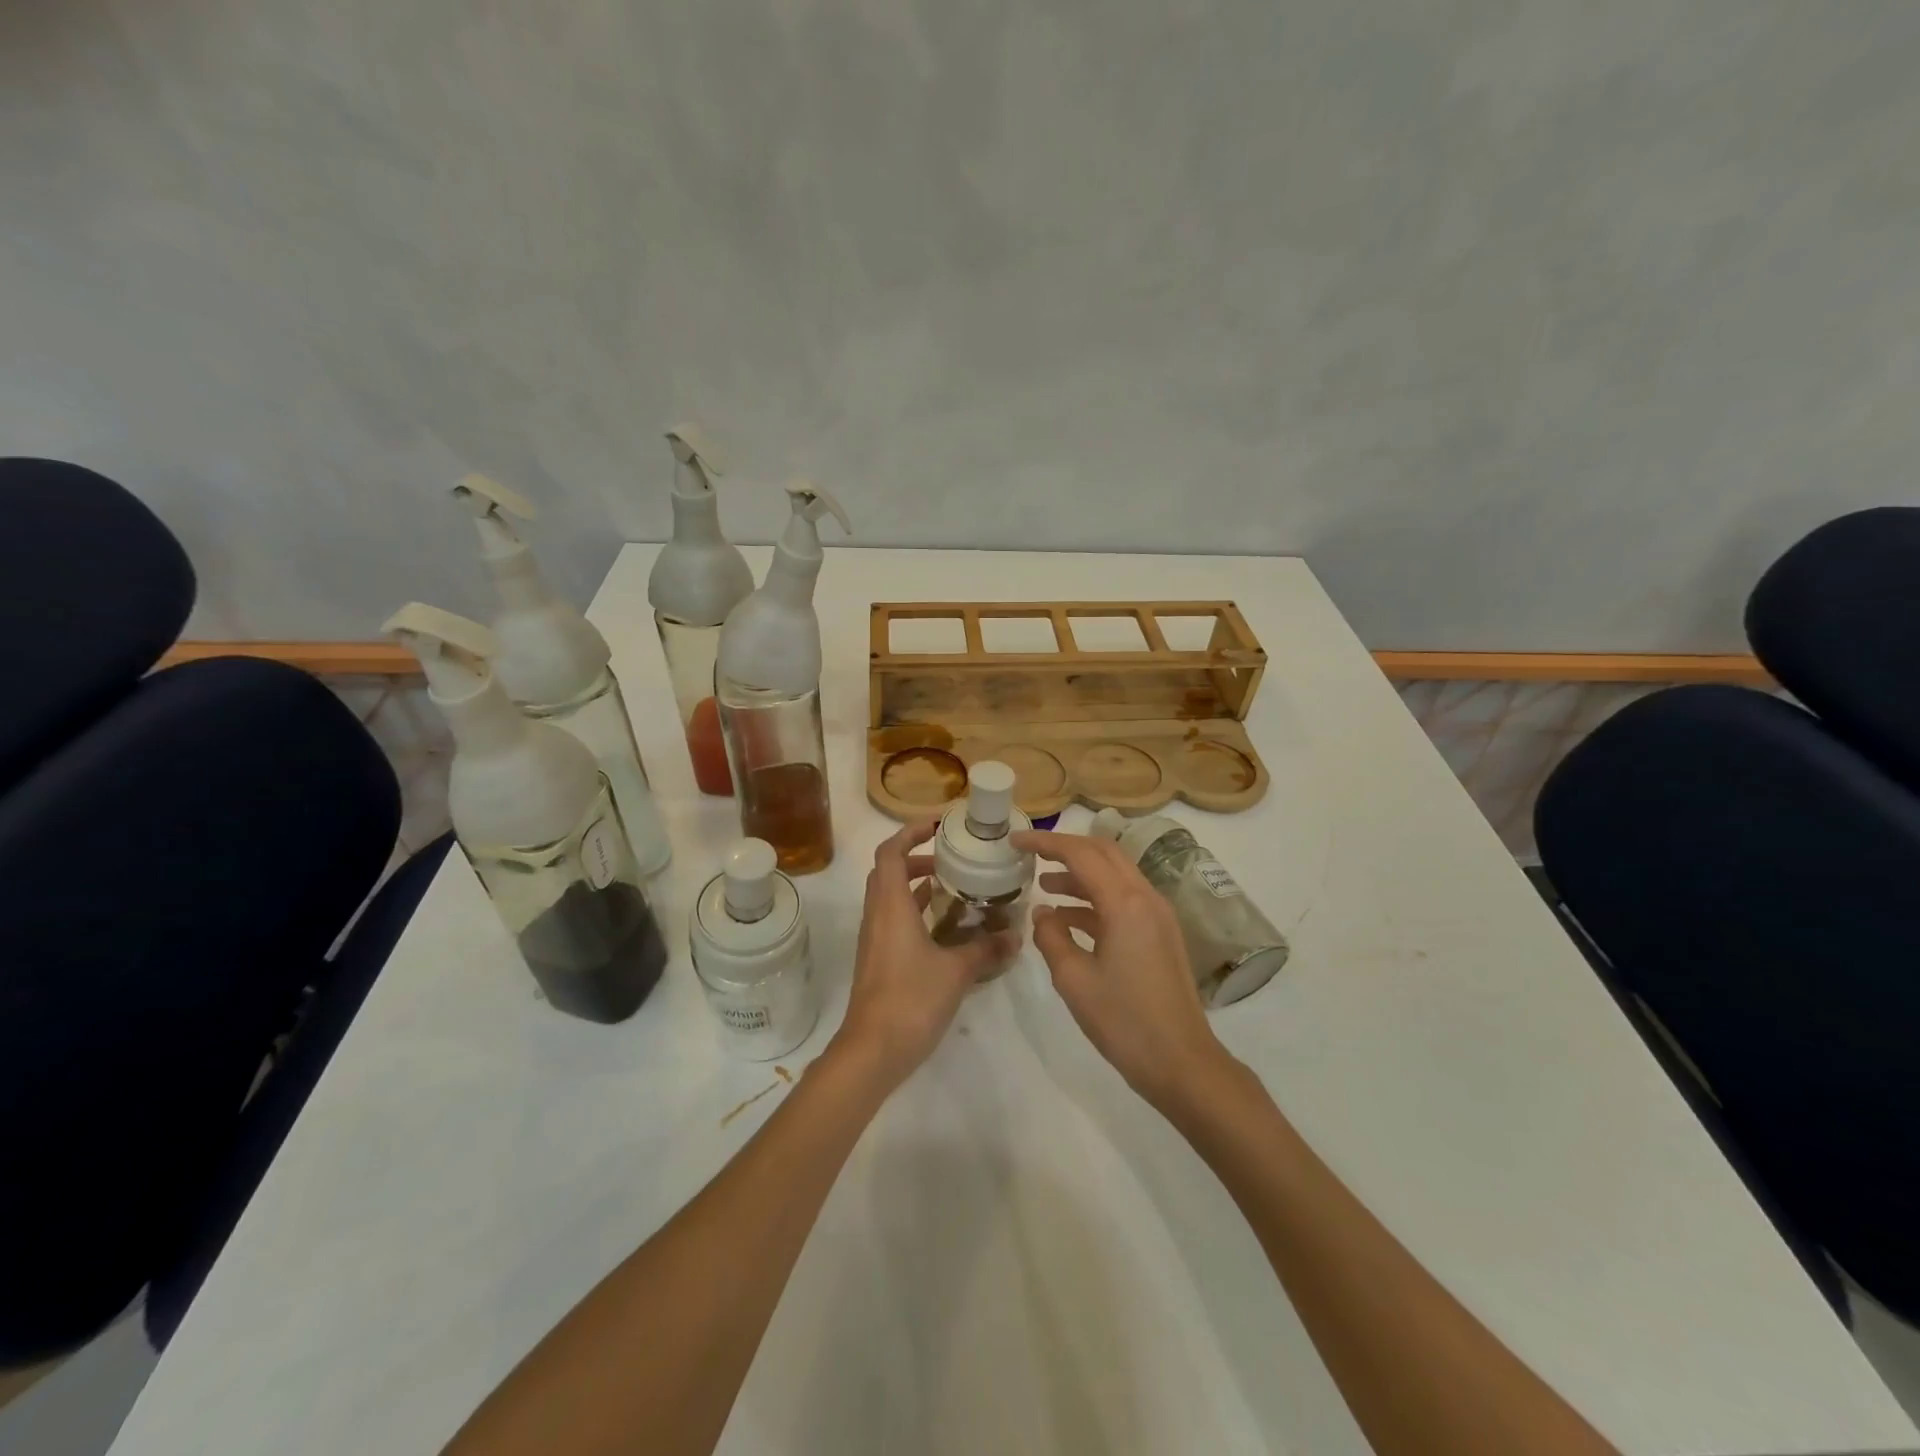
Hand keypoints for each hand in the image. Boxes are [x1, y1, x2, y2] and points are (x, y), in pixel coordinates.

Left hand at [830, 821, 1014, 1091]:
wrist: (872, 1051)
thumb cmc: (911, 999)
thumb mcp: (957, 971)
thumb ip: (986, 949)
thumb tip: (1016, 936)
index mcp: (890, 906)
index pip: (890, 852)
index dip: (909, 832)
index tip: (937, 826)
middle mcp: (878, 916)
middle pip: (888, 871)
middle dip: (917, 857)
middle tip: (952, 858)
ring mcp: (876, 939)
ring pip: (890, 897)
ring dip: (917, 885)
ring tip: (955, 886)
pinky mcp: (879, 960)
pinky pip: (895, 921)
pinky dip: (917, 912)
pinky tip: (946, 927)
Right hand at [1014, 829, 1231, 1112]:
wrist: (1182, 1062)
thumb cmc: (1124, 1022)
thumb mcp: (1073, 980)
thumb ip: (1051, 937)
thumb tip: (1042, 913)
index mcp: (1125, 903)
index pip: (1080, 853)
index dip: (1045, 842)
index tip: (1015, 840)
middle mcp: (1145, 897)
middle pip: (1103, 852)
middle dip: (1065, 849)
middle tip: (1031, 854)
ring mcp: (1157, 915)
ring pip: (1115, 875)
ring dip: (1079, 874)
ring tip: (1043, 886)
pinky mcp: (1161, 933)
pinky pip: (1124, 899)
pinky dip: (1094, 899)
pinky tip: (1067, 919)